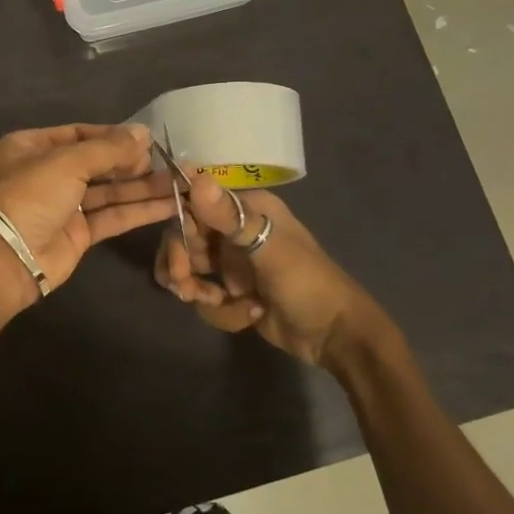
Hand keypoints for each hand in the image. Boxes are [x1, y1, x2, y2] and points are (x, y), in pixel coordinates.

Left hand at [0, 123, 176, 302]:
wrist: (7, 258)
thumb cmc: (31, 196)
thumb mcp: (67, 162)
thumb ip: (108, 148)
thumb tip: (144, 132)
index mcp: (33, 147)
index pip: (80, 134)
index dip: (113, 136)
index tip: (147, 139)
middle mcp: (48, 173)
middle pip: (98, 163)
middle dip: (132, 162)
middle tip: (168, 160)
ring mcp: (64, 205)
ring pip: (110, 191)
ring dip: (143, 187)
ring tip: (180, 181)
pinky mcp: (79, 233)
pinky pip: (113, 216)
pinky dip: (139, 210)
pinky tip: (170, 204)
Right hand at [153, 173, 402, 369]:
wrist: (335, 336)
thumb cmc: (308, 284)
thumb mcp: (270, 250)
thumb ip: (230, 217)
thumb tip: (196, 177)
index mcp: (248, 209)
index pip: (194, 205)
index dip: (179, 228)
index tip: (178, 256)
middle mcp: (235, 230)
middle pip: (184, 239)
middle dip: (181, 266)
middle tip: (185, 289)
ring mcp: (232, 262)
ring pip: (190, 270)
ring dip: (198, 291)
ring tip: (218, 303)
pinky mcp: (231, 291)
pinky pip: (205, 296)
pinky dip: (220, 310)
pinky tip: (247, 314)